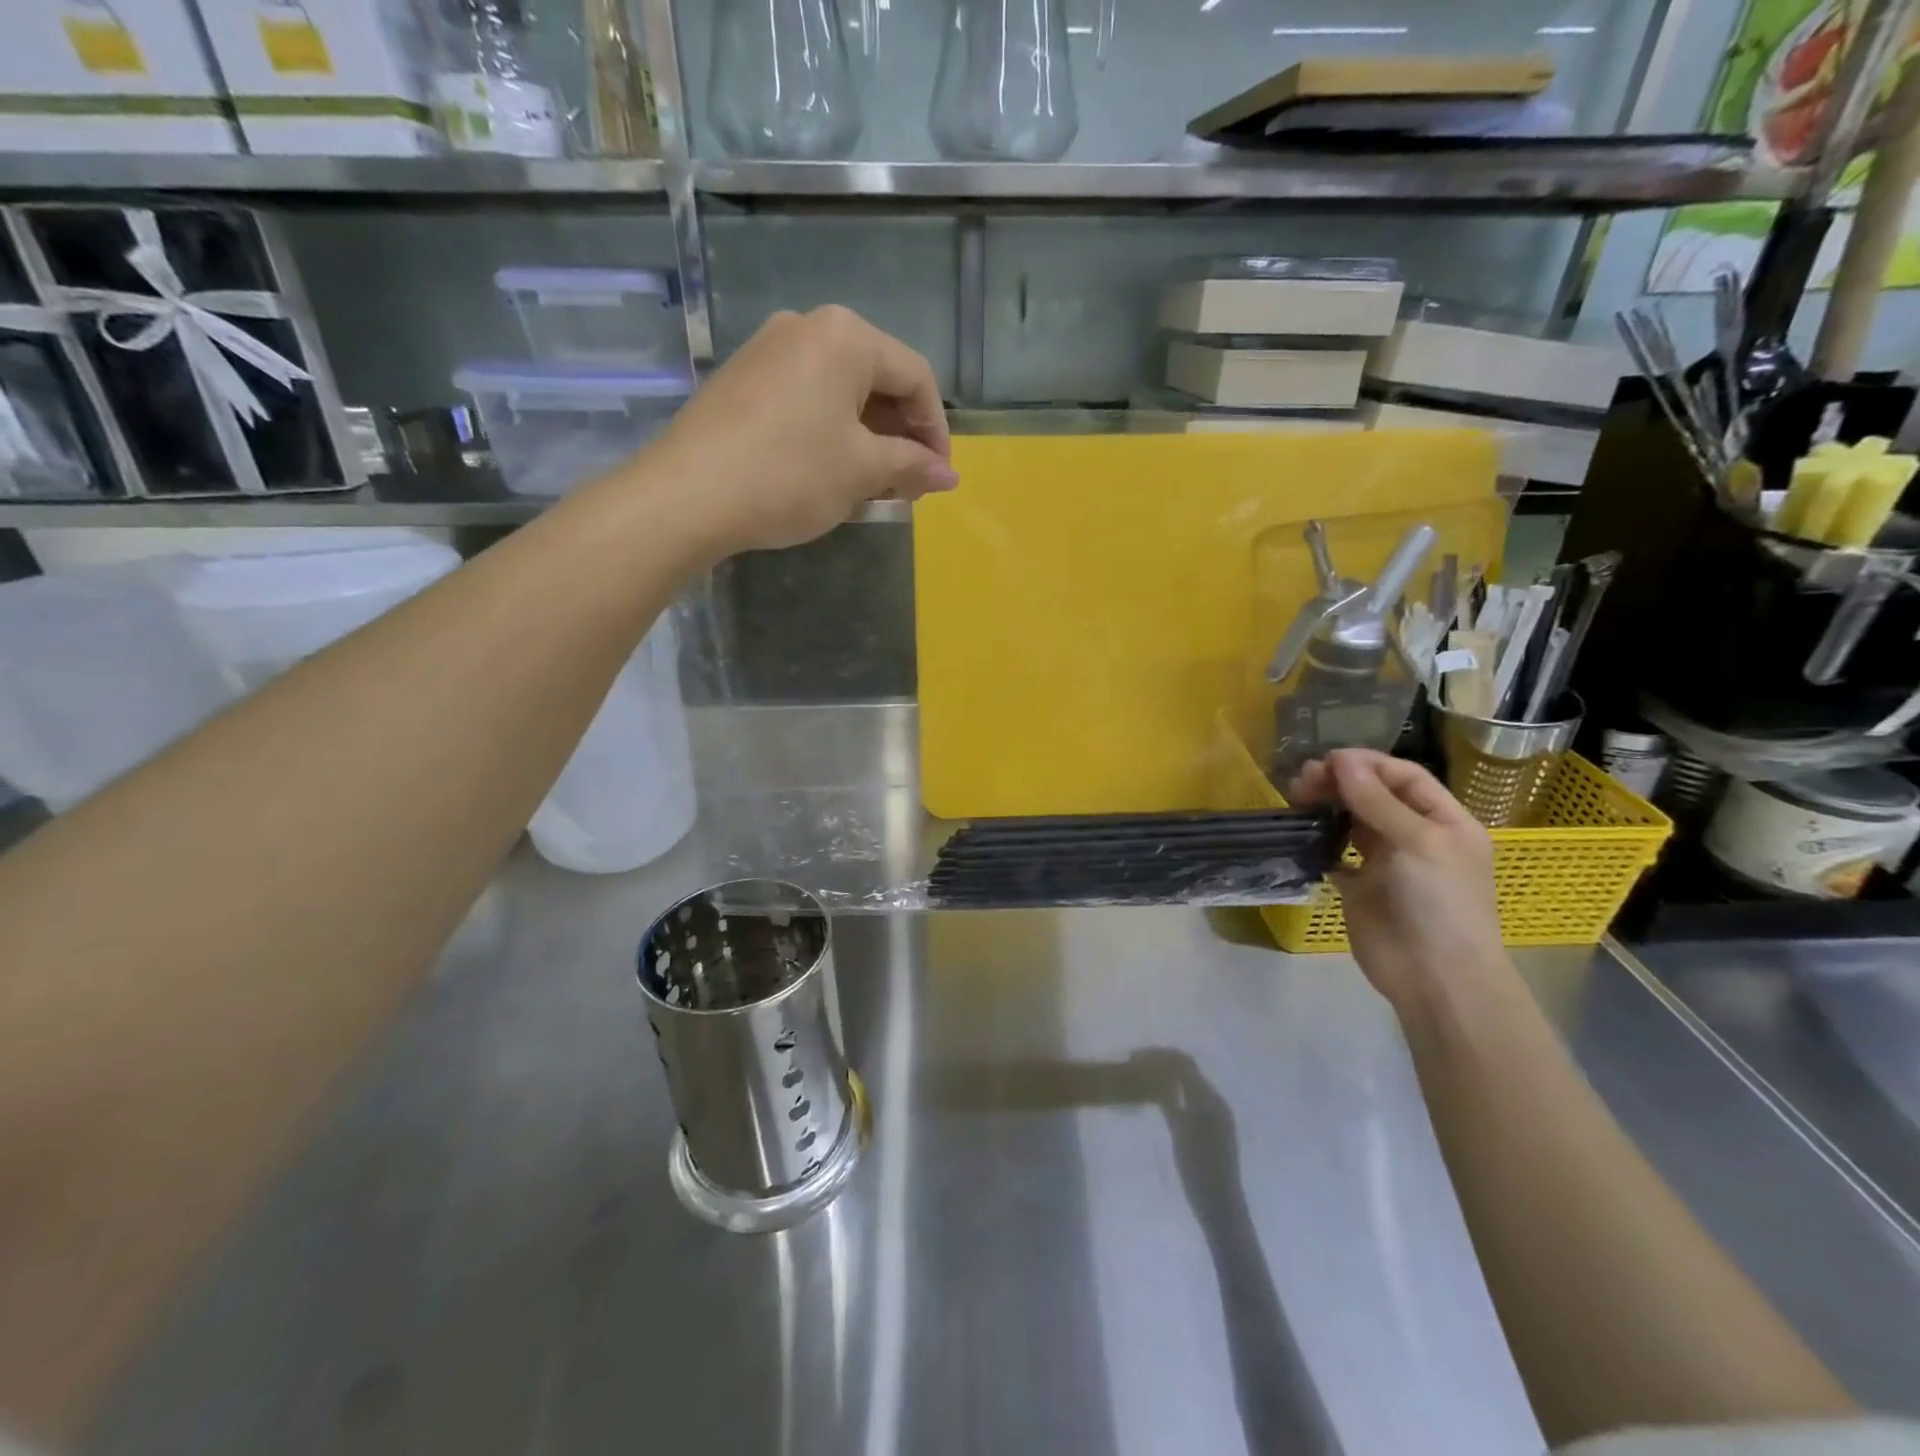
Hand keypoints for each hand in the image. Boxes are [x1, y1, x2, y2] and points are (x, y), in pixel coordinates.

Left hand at [652, 306, 955, 555]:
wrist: (688, 495)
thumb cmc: (790, 475)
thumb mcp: (862, 472)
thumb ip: (912, 465)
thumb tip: (949, 474)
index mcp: (846, 337)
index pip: (915, 377)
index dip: (936, 430)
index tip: (938, 476)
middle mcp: (807, 327)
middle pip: (877, 379)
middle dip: (901, 435)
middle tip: (909, 484)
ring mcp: (768, 349)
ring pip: (840, 391)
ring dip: (868, 437)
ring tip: (874, 484)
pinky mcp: (743, 378)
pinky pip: (806, 398)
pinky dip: (831, 432)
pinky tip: (831, 470)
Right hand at [1288, 749, 1506, 1017]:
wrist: (1435, 977)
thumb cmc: (1439, 902)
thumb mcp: (1417, 842)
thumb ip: (1376, 800)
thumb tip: (1340, 760)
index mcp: (1444, 821)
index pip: (1404, 777)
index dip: (1367, 764)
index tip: (1327, 760)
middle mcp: (1415, 836)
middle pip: (1374, 796)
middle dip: (1340, 782)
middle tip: (1303, 779)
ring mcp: (1386, 863)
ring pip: (1352, 821)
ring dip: (1326, 806)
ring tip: (1296, 797)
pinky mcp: (1359, 887)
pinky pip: (1335, 855)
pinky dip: (1318, 841)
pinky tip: (1300, 832)